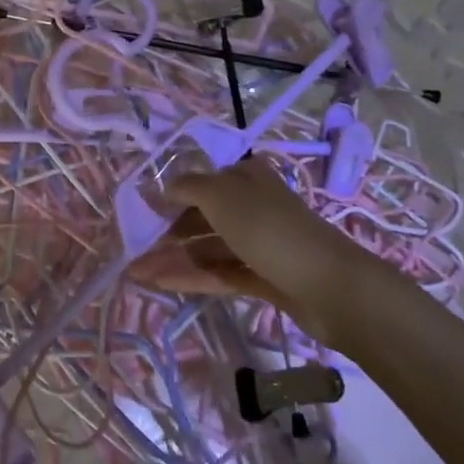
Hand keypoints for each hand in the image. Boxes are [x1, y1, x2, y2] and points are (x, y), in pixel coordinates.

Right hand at [132, 158, 369, 341]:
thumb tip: (161, 188)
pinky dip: (192, 276)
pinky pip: (221, 273)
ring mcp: (259, 244)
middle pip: (203, 216)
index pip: (202, 182)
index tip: (141, 213)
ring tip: (138, 272)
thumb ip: (187, 187)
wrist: (330, 286)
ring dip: (174, 258)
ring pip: (209, 248)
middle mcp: (252, 206)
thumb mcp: (220, 195)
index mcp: (246, 177)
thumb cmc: (269, 228)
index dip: (171, 196)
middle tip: (134, 249)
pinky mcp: (264, 278)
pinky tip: (161, 283)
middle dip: (168, 232)